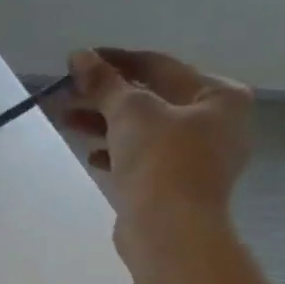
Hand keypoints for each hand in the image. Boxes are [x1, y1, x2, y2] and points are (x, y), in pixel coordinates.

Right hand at [60, 48, 253, 252]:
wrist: (170, 227)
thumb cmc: (160, 160)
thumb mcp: (129, 112)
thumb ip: (103, 82)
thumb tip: (79, 56)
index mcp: (219, 96)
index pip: (159, 66)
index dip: (116, 61)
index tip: (79, 60)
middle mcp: (216, 121)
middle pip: (151, 98)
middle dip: (105, 96)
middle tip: (66, 94)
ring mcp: (198, 155)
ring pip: (143, 128)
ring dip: (104, 122)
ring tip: (66, 121)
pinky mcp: (176, 182)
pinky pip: (143, 156)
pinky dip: (116, 150)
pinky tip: (91, 154)